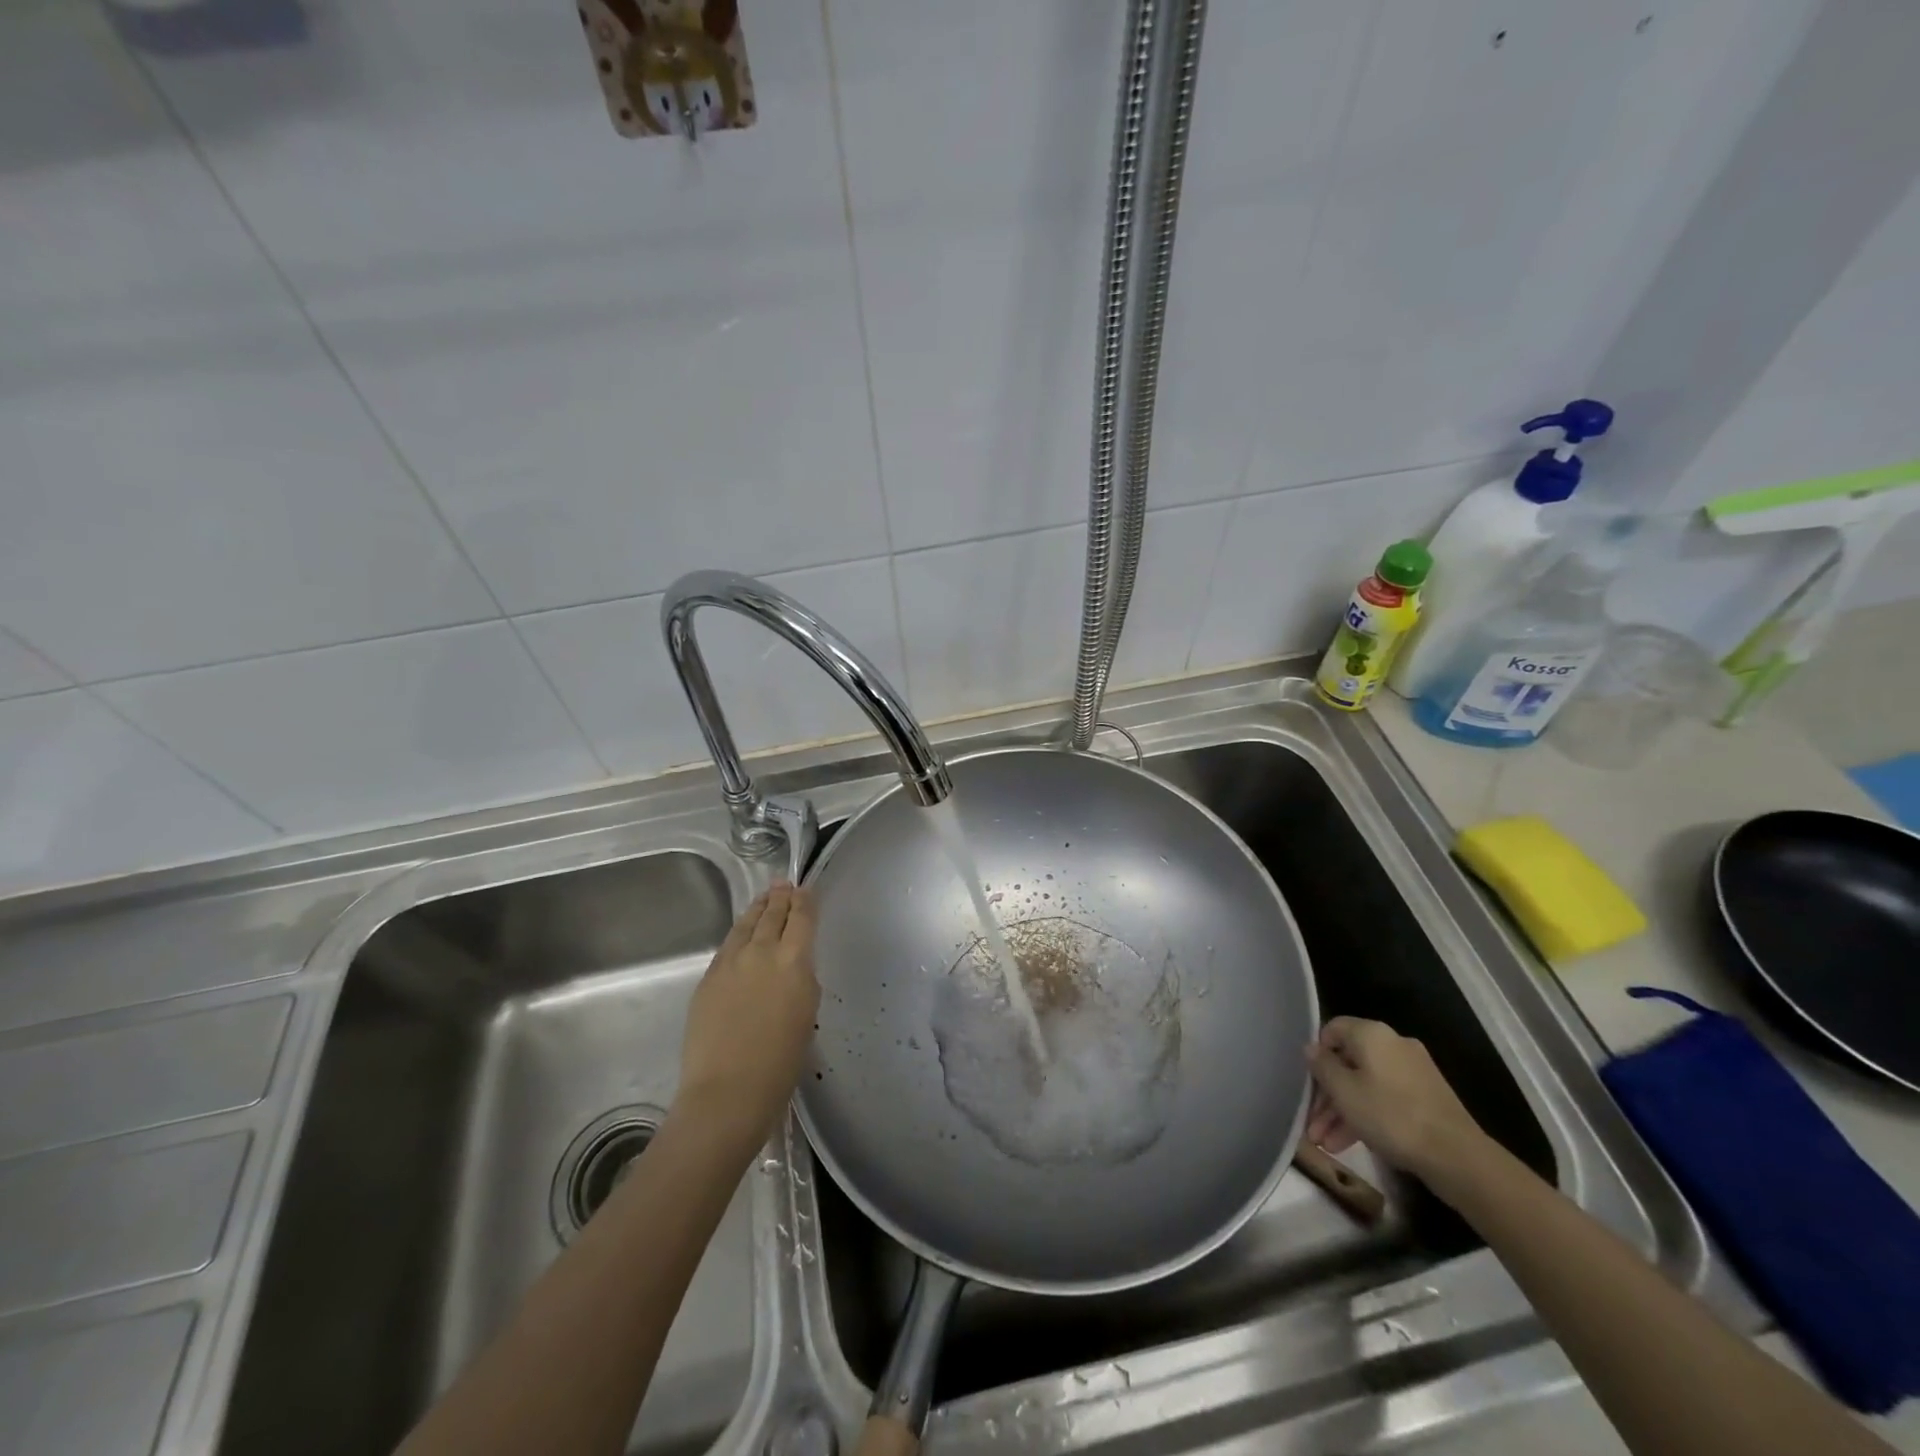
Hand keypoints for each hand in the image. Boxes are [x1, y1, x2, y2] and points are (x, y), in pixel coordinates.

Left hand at [675, 883, 820, 1149]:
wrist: (728, 1091)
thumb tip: (793, 965)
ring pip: (746, 924)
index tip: (807, 889)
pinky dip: (740, 931)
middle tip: (784, 884)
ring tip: (765, 897)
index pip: (801, 918)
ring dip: (758, 908)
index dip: (805, 901)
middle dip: (780, 898)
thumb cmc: (781, 1062)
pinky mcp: (708, 978)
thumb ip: (801, 980)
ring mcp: (730, 963)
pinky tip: (742, 932)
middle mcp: (761, 952)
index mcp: (794, 961)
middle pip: (772, 914)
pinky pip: (728, 944)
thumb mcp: (806, 1014)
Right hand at [1305, 1017, 1486, 1181]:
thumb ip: (1322, 1066)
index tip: (1308, 1082)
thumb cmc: (1390, 1115)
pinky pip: (1386, 1099)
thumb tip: (1312, 1048)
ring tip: (1325, 1144)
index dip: (1316, 1053)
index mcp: (1372, 1034)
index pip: (1332, 1029)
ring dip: (1343, 1112)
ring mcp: (1413, 1072)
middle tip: (1313, 1125)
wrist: (1457, 1157)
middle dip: (1327, 1096)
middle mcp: (1393, 1045)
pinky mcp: (1427, 1098)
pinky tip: (1350, 1144)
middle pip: (1349, 1062)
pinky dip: (1367, 1116)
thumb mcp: (1343, 1091)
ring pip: (1366, 1085)